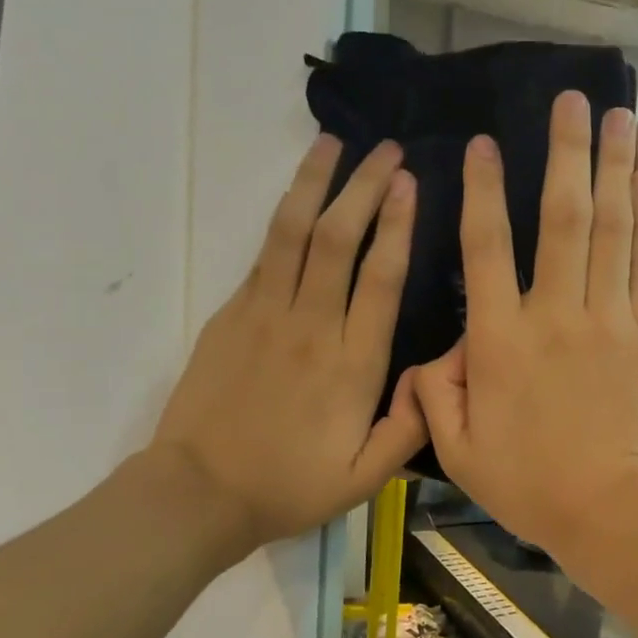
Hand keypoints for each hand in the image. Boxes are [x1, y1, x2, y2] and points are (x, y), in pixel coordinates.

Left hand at [150, 135, 424, 560]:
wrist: (197, 493)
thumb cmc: (289, 486)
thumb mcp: (366, 478)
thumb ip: (410, 426)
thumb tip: (439, 372)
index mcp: (352, 364)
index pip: (380, 278)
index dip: (397, 225)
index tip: (410, 183)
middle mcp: (311, 326)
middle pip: (339, 240)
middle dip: (364, 187)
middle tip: (388, 150)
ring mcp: (265, 314)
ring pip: (293, 233)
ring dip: (316, 183)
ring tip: (334, 144)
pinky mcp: (232, 314)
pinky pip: (264, 254)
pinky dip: (284, 216)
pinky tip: (298, 194)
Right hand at [414, 92, 637, 554]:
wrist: (617, 513)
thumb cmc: (534, 486)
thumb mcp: (461, 452)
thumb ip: (435, 395)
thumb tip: (430, 354)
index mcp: (501, 341)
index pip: (486, 249)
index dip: (484, 192)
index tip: (486, 146)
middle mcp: (557, 314)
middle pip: (562, 219)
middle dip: (566, 153)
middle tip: (573, 100)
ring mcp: (612, 320)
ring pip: (613, 230)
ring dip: (617, 169)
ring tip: (622, 118)